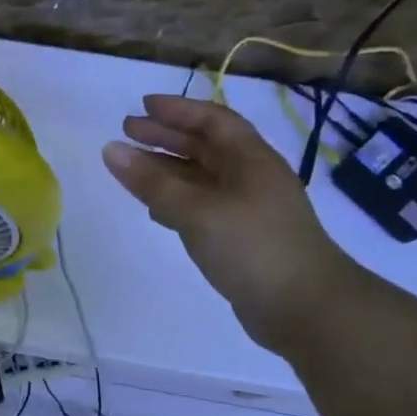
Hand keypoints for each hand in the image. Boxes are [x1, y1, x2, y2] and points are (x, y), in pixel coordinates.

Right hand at [102, 95, 365, 352]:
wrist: (306, 309)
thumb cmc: (253, 247)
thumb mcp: (197, 210)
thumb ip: (152, 182)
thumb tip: (110, 149)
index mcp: (251, 160)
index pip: (213, 120)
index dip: (178, 110)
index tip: (142, 106)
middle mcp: (251, 178)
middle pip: (205, 146)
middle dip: (166, 136)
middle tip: (127, 131)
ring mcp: (247, 209)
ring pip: (200, 178)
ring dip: (166, 169)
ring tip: (131, 168)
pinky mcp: (240, 237)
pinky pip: (201, 207)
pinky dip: (175, 200)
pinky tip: (154, 209)